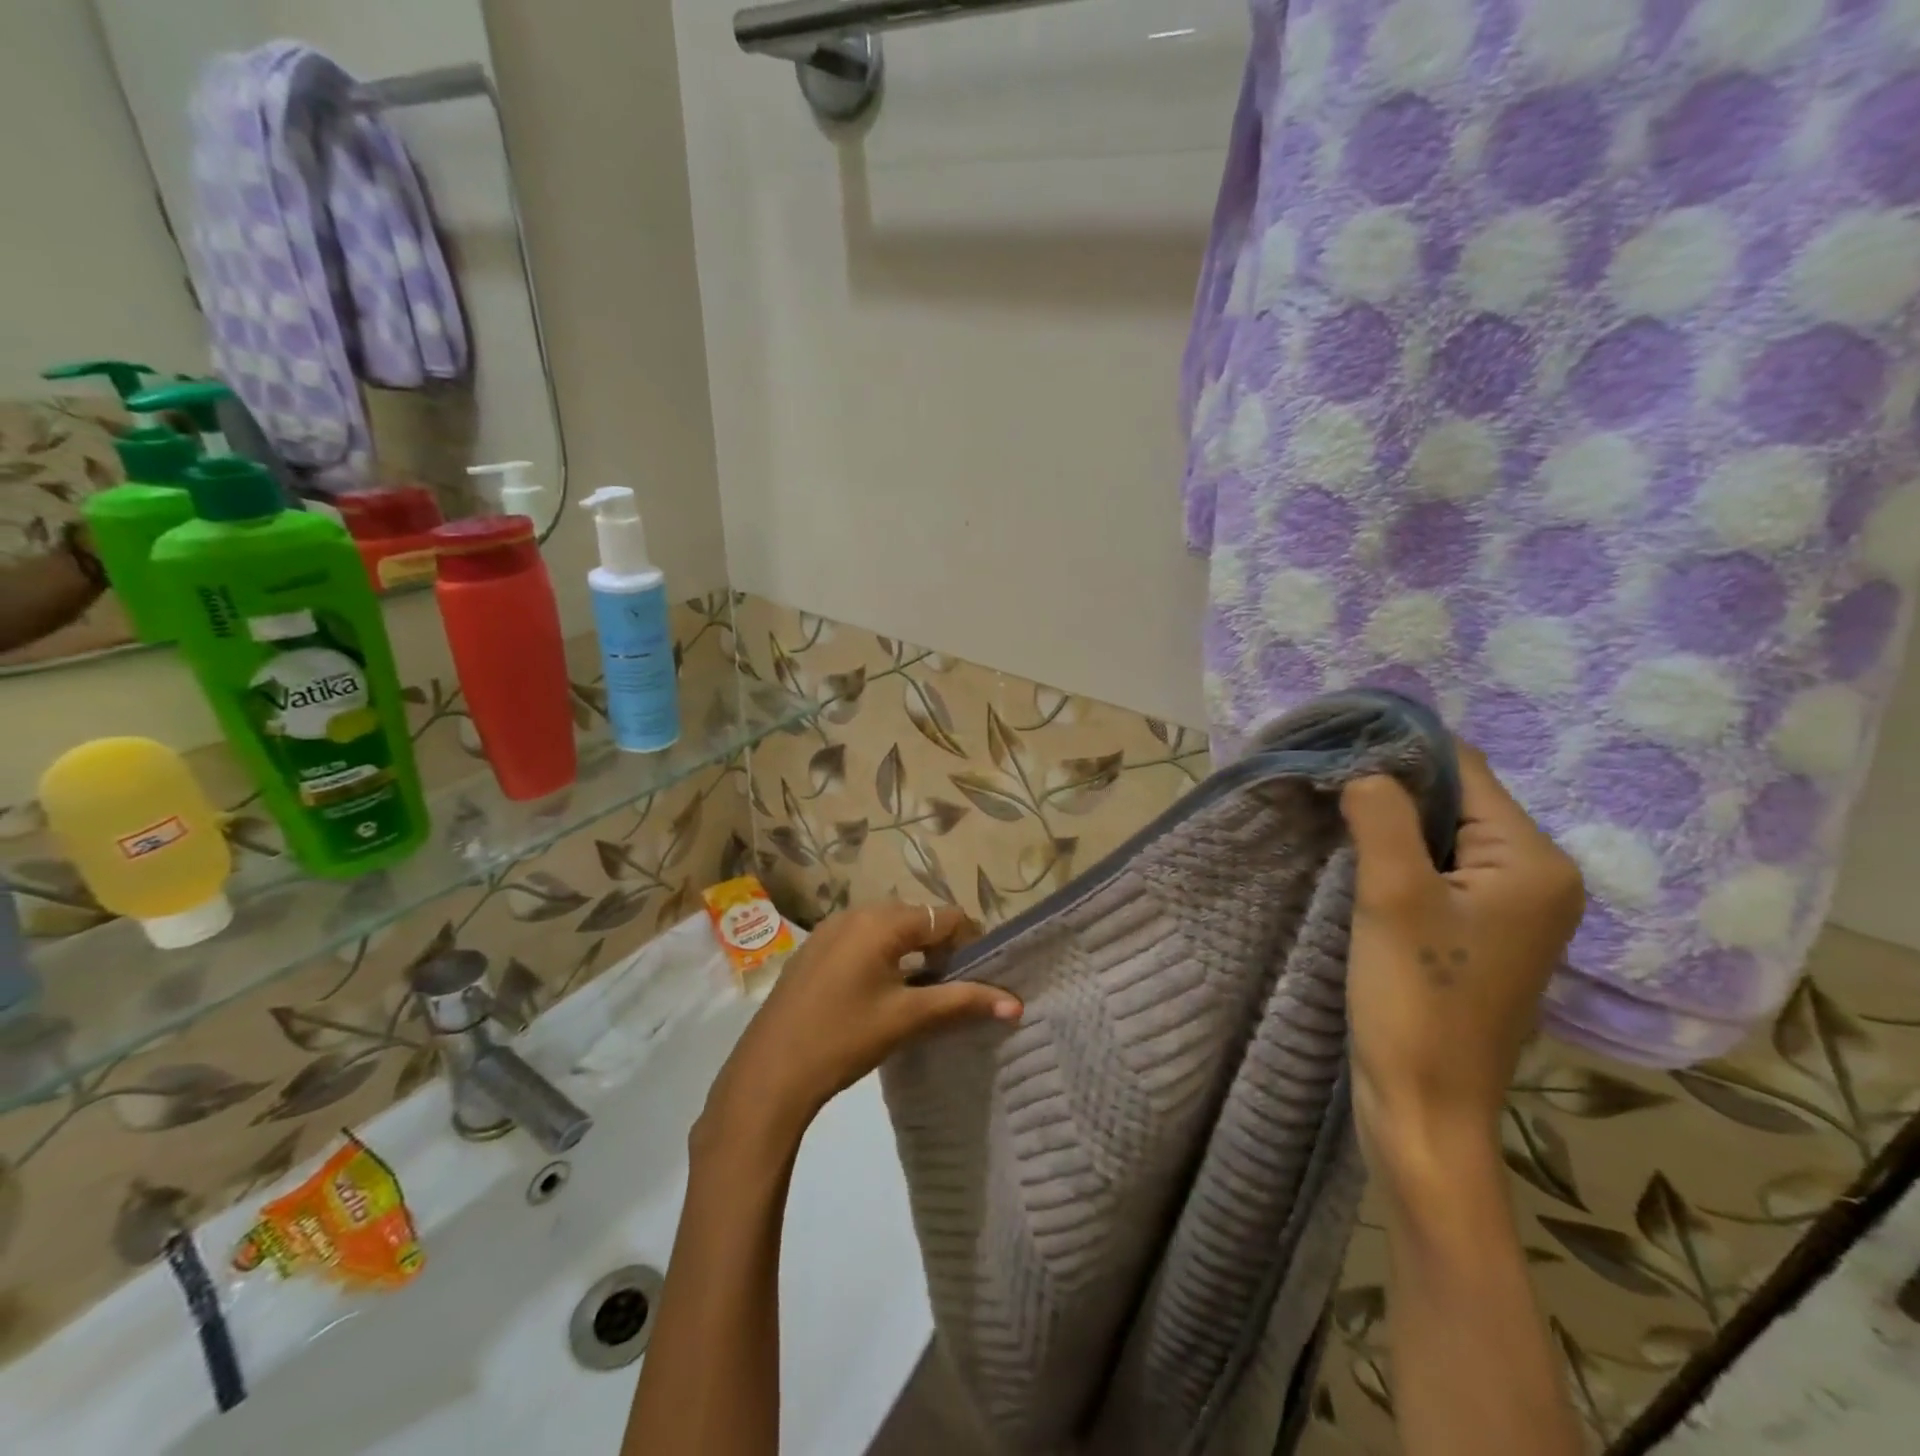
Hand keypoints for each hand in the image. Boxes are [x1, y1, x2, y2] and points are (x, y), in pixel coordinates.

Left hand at [698, 902, 1020, 1152]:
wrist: (769, 1072)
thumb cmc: (844, 1037)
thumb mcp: (908, 1018)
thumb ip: (963, 1003)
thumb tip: (1016, 1003)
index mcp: (882, 921)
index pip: (946, 917)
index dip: (971, 944)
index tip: (979, 978)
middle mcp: (856, 913)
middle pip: (918, 919)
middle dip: (942, 949)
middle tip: (952, 990)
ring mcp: (830, 930)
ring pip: (889, 931)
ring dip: (912, 954)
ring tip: (921, 996)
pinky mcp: (814, 950)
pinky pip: (862, 941)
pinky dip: (883, 958)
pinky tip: (880, 996)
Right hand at [1340, 744, 1584, 1179]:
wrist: (1424, 1107)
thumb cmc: (1415, 1000)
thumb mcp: (1391, 896)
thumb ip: (1381, 817)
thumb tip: (1365, 768)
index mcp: (1534, 862)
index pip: (1464, 771)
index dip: (1399, 754)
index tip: (1335, 752)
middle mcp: (1538, 877)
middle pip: (1456, 801)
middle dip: (1391, 791)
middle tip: (1325, 789)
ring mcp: (1513, 910)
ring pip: (1442, 837)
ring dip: (1389, 826)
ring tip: (1333, 821)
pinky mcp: (1482, 935)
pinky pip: (1439, 872)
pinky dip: (1398, 858)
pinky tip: (1358, 864)